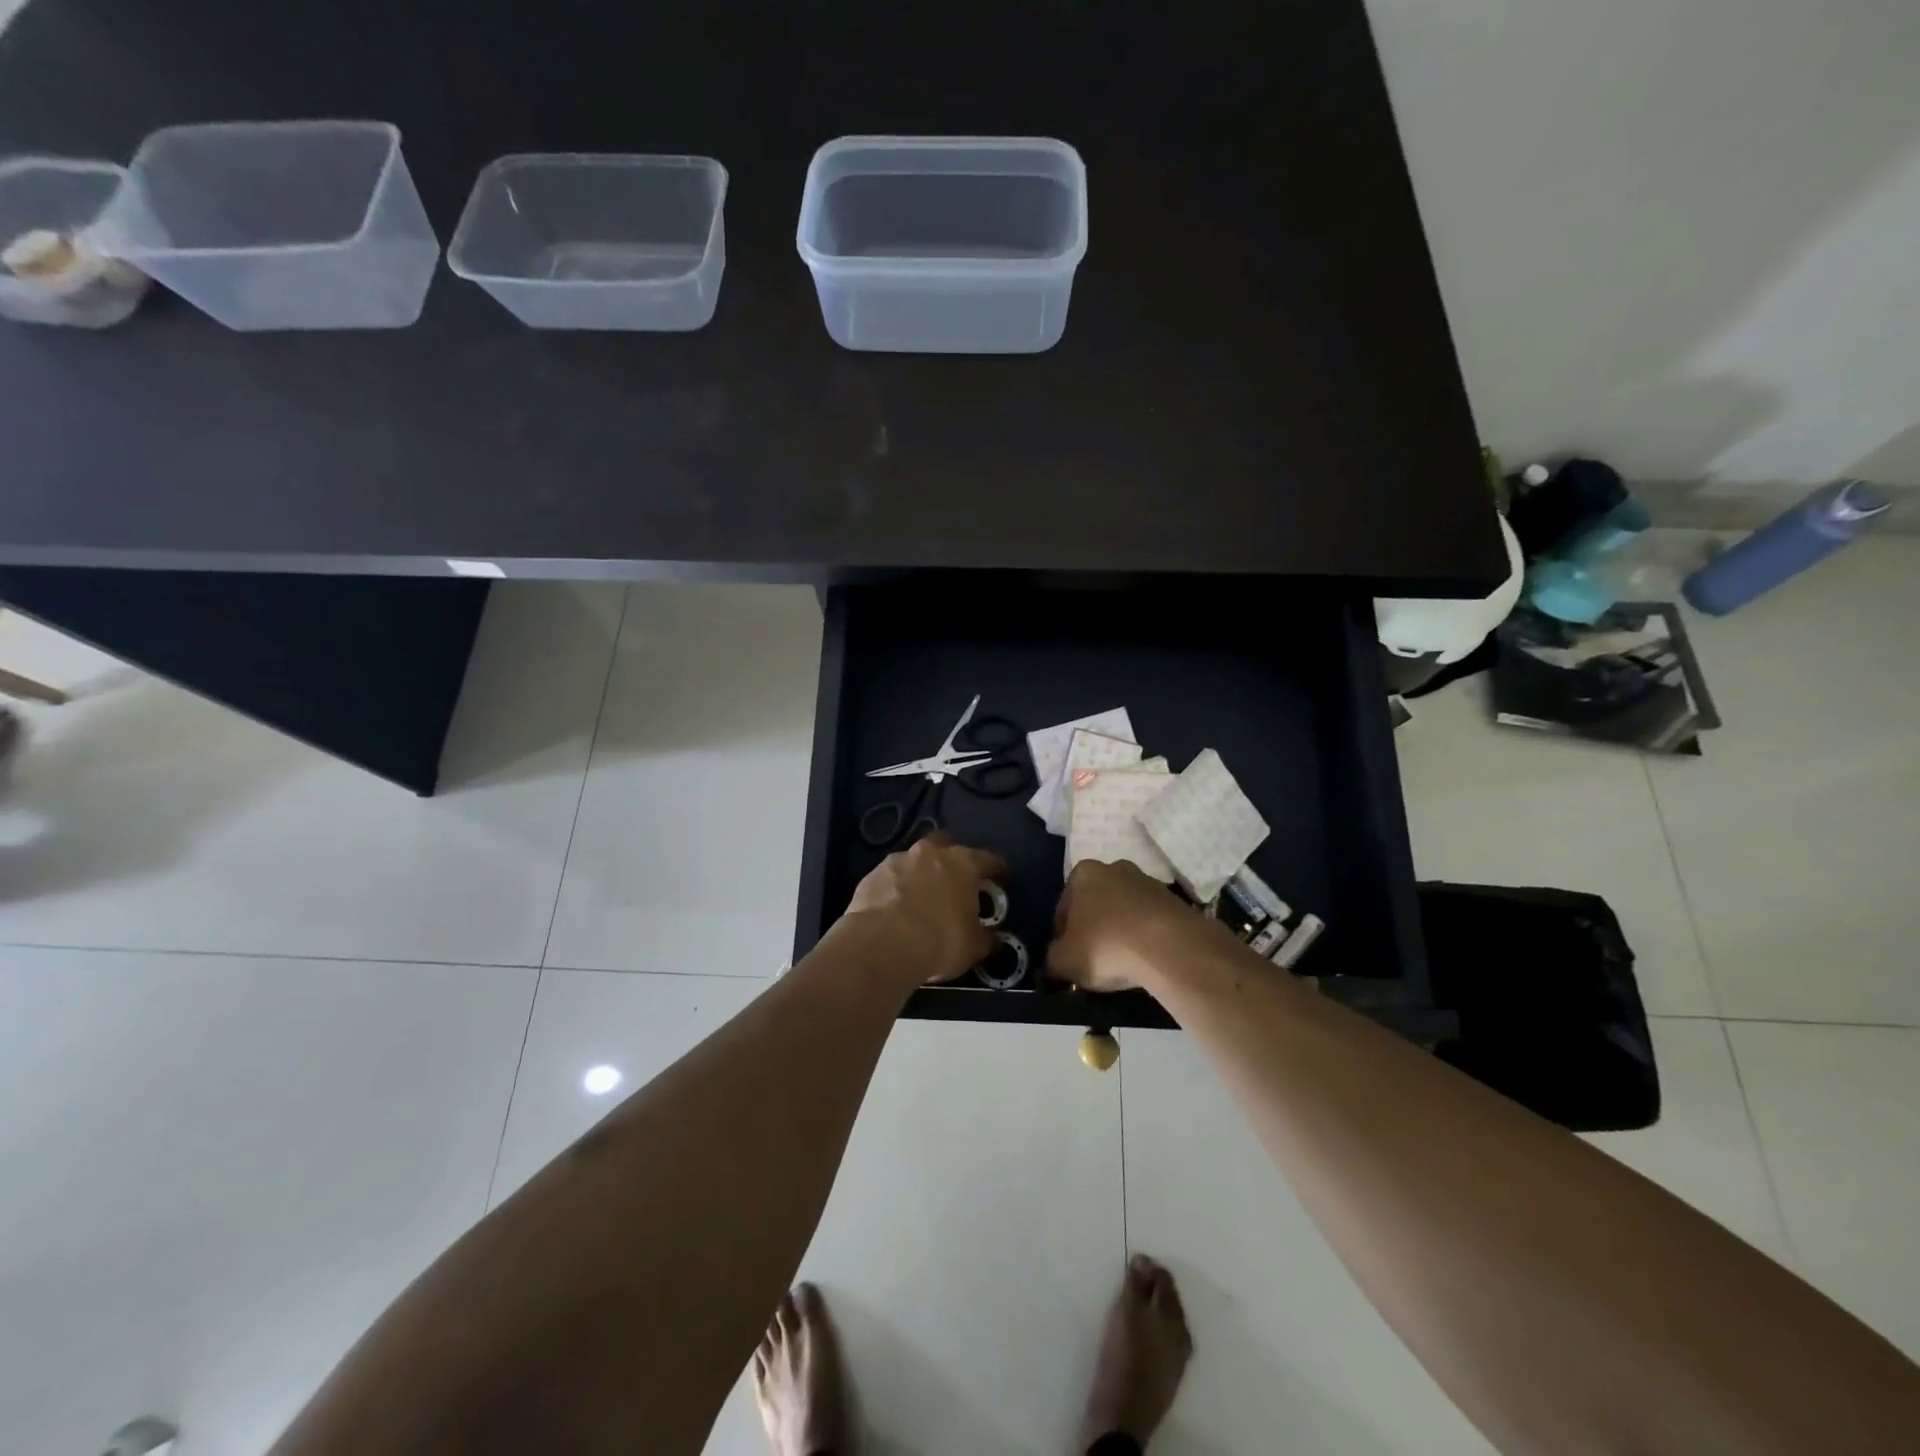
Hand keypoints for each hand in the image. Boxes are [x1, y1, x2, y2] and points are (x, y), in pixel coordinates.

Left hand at [840, 834, 1006, 986]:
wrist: (882, 945)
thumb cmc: (939, 941)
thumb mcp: (974, 946)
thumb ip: (985, 937)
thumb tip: (991, 938)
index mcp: (963, 863)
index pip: (988, 859)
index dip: (997, 869)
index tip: (1000, 879)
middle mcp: (930, 853)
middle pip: (946, 846)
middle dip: (951, 861)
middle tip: (954, 883)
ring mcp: (897, 860)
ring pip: (914, 861)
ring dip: (920, 875)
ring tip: (920, 900)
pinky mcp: (872, 875)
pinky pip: (890, 879)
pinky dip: (895, 890)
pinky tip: (894, 910)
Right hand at [1049, 860, 1204, 991]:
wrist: (1169, 947)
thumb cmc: (1106, 946)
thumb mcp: (1064, 961)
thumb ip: (1053, 958)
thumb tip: (1057, 960)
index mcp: (1083, 873)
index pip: (1064, 907)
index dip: (1063, 936)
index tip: (1070, 958)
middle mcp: (1114, 867)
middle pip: (1097, 904)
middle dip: (1094, 928)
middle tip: (1095, 960)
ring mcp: (1148, 881)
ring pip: (1125, 911)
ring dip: (1121, 931)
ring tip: (1124, 963)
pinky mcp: (1174, 900)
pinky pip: (1150, 921)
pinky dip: (1145, 936)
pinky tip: (1146, 959)